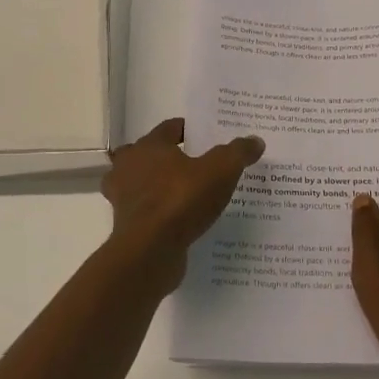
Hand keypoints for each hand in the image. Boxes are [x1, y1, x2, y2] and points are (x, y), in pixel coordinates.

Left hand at [102, 118, 264, 288]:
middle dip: (168, 158)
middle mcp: (128, 167)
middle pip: (148, 154)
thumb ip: (237, 153)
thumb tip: (255, 140)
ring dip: (158, 186)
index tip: (205, 137)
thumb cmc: (181, 199)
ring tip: (186, 195)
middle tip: (194, 165)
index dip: (188, 130)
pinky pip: (145, 213)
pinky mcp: (125, 226)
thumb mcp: (221, 170)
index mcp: (149, 146)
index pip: (169, 128)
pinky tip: (179, 222)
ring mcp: (123, 198)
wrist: (150, 249)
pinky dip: (158, 214)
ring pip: (141, 184)